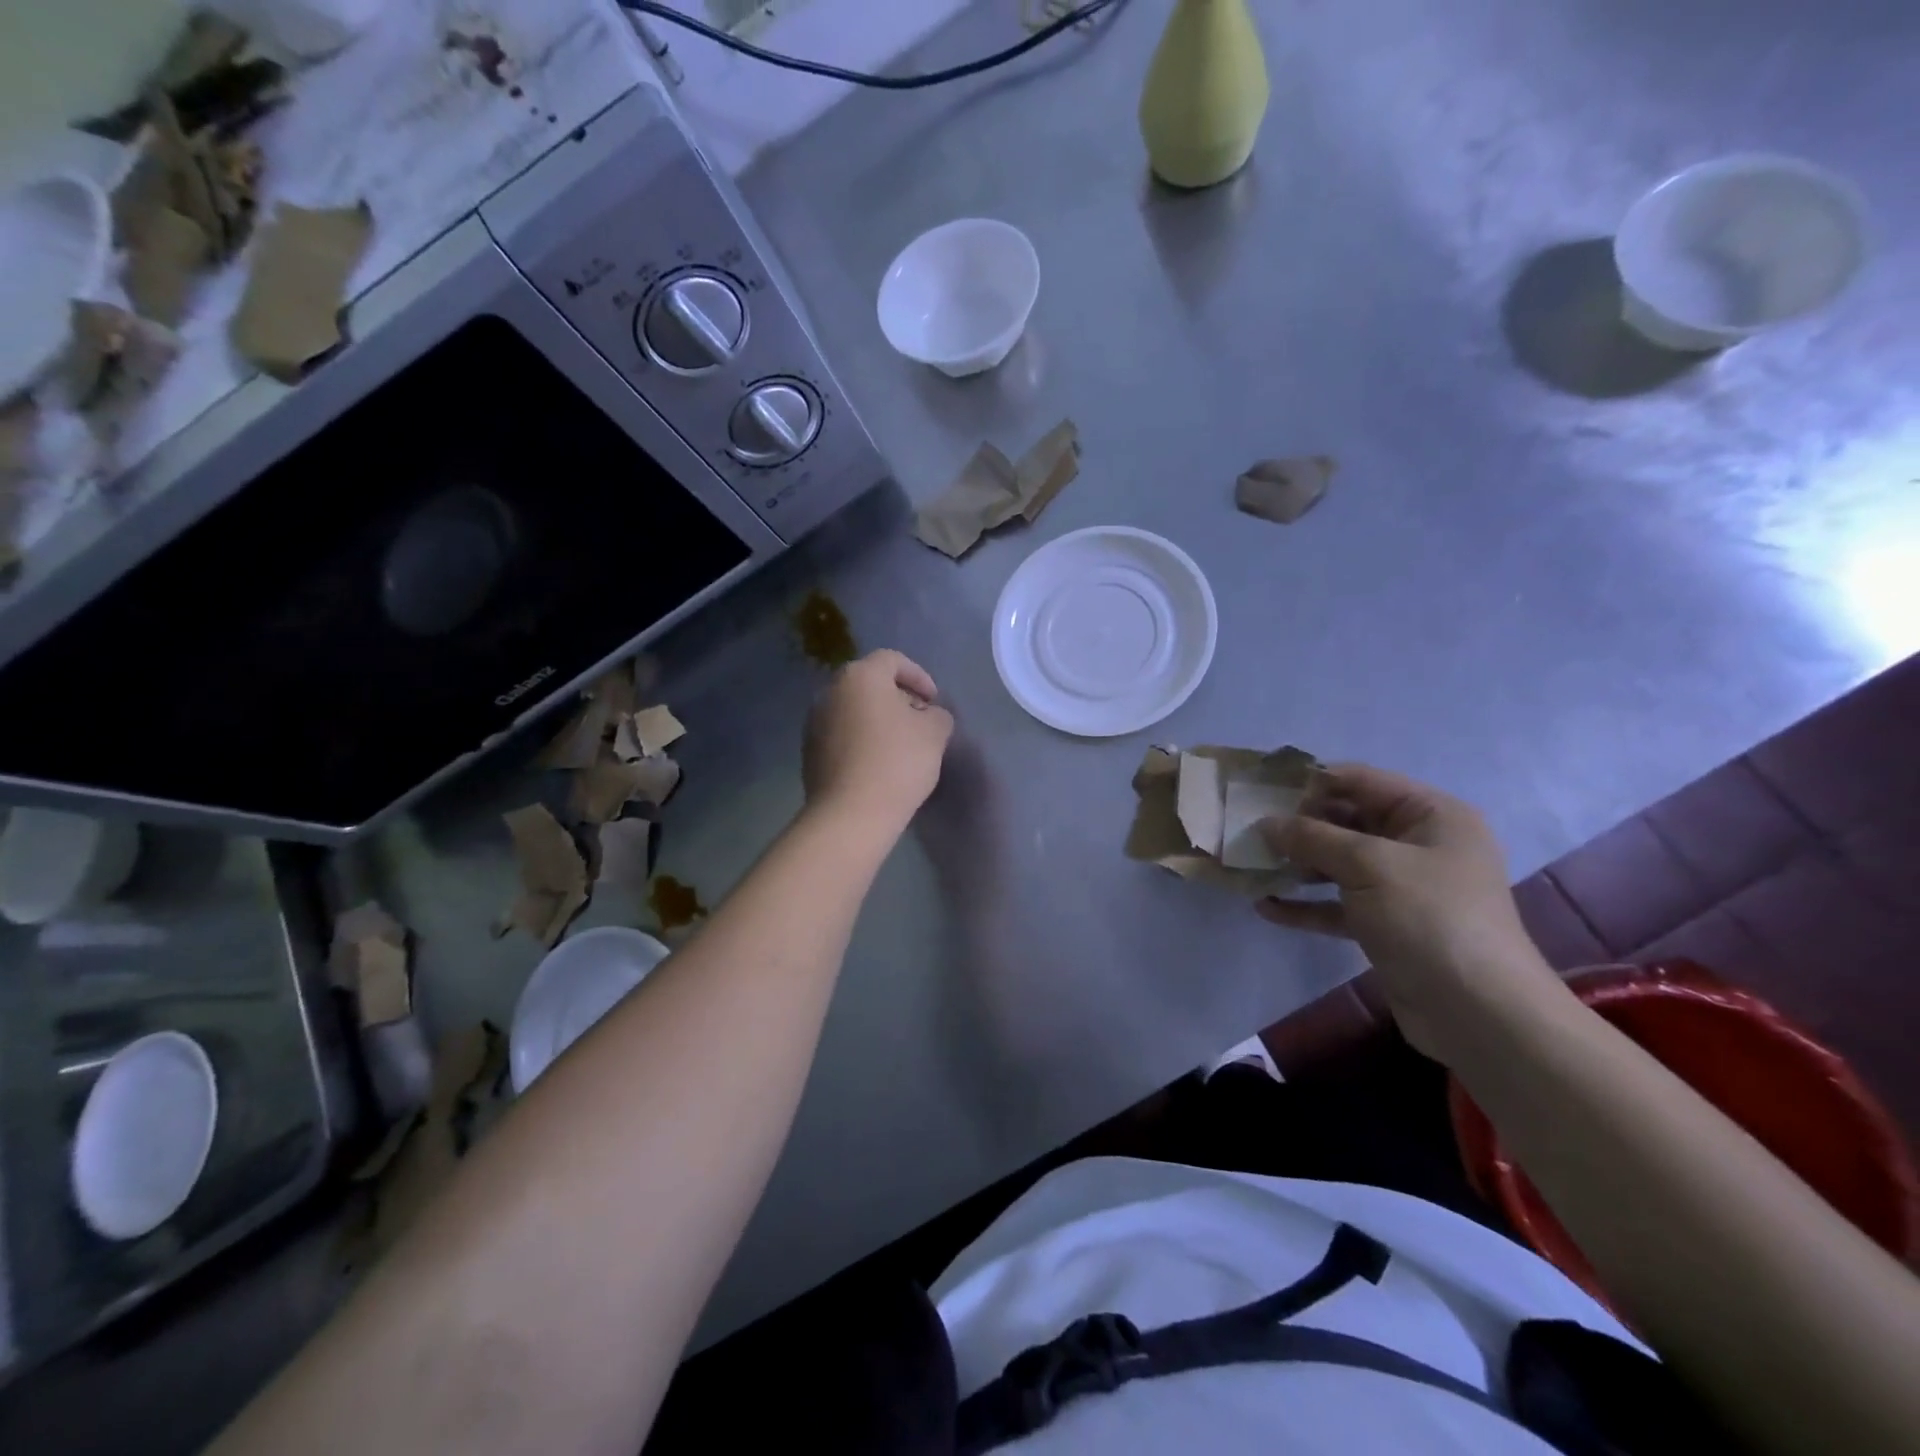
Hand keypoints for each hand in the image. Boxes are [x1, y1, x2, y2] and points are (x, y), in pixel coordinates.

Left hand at [803, 649, 954, 832]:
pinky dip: (861, 741)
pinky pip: (842, 736)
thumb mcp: (935, 733)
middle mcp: (831, 692)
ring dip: (877, 721)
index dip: (919, 676)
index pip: (892, 660)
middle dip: (897, 698)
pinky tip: (878, 765)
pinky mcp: (809, 752)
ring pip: (854, 710)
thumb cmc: (897, 762)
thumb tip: (927, 716)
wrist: (850, 814)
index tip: (933, 701)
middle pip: (870, 684)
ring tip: (901, 746)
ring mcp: (814, 723)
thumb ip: (937, 714)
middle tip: (920, 722)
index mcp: (860, 676)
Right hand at [1257, 763, 1561, 1060]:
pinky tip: (1266, 907)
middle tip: (1251, 832)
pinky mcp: (1386, 926)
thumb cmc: (1430, 918)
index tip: (1264, 792)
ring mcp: (1402, 888)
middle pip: (1347, 822)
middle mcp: (1418, 845)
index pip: (1361, 781)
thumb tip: (1265, 823)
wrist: (1479, 1013)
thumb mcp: (1368, 865)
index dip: (1313, 782)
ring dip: (1297, 865)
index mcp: (1431, 815)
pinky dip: (1305, 905)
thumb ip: (1313, 838)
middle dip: (1299, 827)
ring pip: (1339, 864)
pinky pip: (1338, 905)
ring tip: (1252, 866)